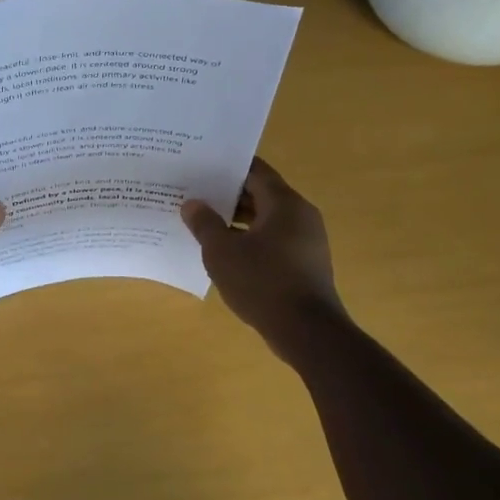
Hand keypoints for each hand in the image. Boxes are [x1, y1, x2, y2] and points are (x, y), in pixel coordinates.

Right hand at [182, 157, 345, 352]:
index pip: (255, 171)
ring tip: (205, 224)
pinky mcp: (306, 263)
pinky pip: (275, 240)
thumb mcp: (222, 252)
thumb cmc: (262, 282)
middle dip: (229, 195)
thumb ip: (205, 224)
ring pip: (268, 219)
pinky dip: (251, 240)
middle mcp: (301, 215)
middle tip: (196, 195)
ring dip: (238, 220)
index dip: (227, 168)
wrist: (307, 332)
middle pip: (262, 194)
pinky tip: (227, 253)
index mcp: (284, 203)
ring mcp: (307, 240)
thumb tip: (192, 204)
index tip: (201, 168)